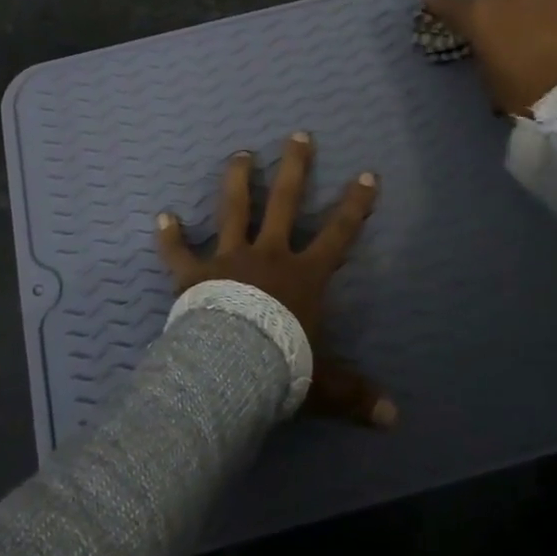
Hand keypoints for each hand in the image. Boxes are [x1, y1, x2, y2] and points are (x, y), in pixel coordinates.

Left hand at [156, 132, 394, 427]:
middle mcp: (268, 255)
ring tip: (240, 153)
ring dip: (237, 179)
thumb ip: (355, 395)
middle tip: (298, 135)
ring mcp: (229, 258)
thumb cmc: (280, 368)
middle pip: (285, 201)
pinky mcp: (194, 273)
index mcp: (303, 276)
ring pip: (234, 209)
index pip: (338, 233)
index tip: (366, 174)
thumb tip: (395, 420)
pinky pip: (178, 251)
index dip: (355, 204)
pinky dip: (169, 235)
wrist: (230, 369)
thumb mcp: (323, 384)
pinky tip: (162, 216)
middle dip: (294, 167)